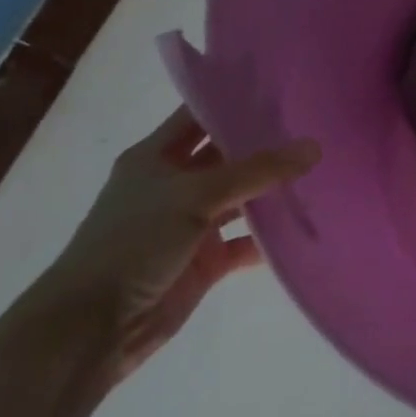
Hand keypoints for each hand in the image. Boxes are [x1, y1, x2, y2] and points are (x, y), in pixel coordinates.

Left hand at [35, 106, 319, 382]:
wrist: (91, 329)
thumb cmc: (133, 243)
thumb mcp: (195, 195)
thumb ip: (257, 171)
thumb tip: (314, 147)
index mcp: (155, 157)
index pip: (200, 116)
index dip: (236, 100)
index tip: (285, 87)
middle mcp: (174, 185)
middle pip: (228, 156)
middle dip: (267, 145)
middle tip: (318, 126)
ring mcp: (190, 224)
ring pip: (242, 199)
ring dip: (274, 191)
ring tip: (323, 170)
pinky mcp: (205, 261)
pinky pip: (246, 242)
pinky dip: (272, 238)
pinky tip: (308, 225)